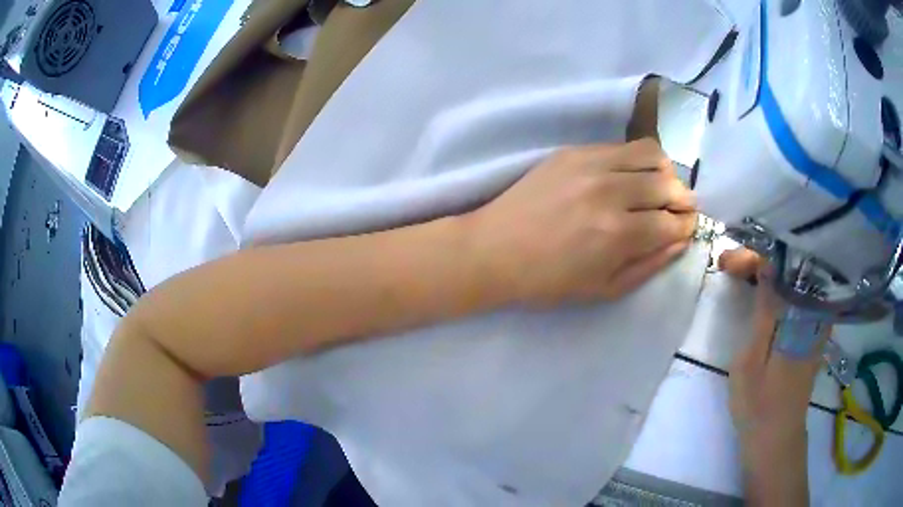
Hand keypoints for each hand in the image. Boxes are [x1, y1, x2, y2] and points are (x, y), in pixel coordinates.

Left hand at [464, 138, 696, 305]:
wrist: (495, 250)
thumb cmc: (549, 281)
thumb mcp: (604, 289)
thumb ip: (649, 265)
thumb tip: (680, 240)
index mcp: (619, 233)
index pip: (674, 222)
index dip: (687, 227)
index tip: (685, 229)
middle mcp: (610, 191)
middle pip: (669, 184)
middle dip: (683, 200)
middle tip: (676, 211)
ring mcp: (591, 164)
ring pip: (651, 153)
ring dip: (664, 173)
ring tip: (657, 188)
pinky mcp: (574, 151)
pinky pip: (622, 145)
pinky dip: (637, 159)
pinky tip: (630, 175)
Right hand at [720, 249, 824, 504]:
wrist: (776, 437)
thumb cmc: (759, 403)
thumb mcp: (753, 359)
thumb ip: (765, 310)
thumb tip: (767, 265)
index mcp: (800, 314)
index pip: (781, 264)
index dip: (752, 257)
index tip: (725, 264)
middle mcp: (814, 309)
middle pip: (789, 265)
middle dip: (758, 261)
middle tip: (728, 268)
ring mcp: (816, 318)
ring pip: (793, 277)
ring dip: (767, 270)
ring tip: (740, 276)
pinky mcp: (813, 329)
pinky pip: (798, 293)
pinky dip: (779, 286)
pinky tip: (763, 290)